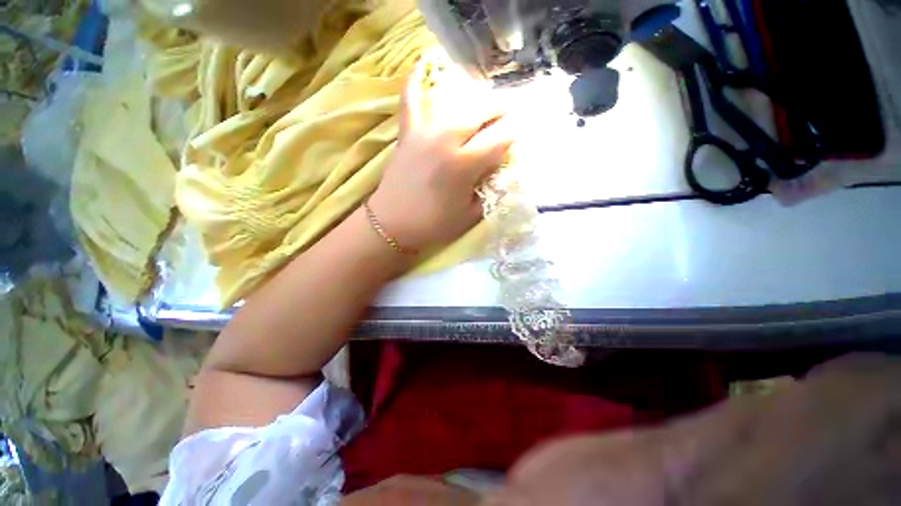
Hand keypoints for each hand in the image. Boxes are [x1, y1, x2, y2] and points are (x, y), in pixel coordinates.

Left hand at [368, 58, 513, 252]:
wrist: (392, 224)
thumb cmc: (433, 224)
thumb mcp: (470, 214)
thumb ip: (489, 189)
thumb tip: (500, 169)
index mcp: (464, 164)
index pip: (500, 137)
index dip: (514, 134)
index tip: (519, 136)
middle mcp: (446, 139)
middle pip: (481, 111)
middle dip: (501, 111)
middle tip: (507, 118)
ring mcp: (424, 131)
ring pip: (456, 102)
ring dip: (475, 101)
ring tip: (484, 108)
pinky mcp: (407, 132)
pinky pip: (411, 100)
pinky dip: (415, 81)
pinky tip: (422, 65)